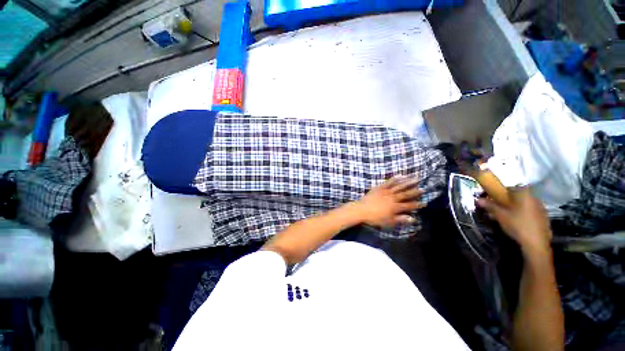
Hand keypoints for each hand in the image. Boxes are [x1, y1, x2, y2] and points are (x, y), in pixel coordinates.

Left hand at [355, 176, 424, 227]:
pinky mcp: (379, 187)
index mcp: (395, 207)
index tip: (425, 202)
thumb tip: (413, 219)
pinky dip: (395, 179)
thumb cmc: (374, 218)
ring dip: (408, 182)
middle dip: (415, 192)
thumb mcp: (388, 222)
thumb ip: (400, 220)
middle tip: (423, 188)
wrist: (361, 210)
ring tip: (415, 178)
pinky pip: (388, 182)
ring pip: (399, 186)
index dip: (417, 204)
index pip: (409, 206)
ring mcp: (386, 191)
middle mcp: (392, 198)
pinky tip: (400, 175)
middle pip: (406, 194)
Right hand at [476, 187, 551, 255]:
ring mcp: (540, 208)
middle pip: (516, 196)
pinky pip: (528, 212)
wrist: (536, 244)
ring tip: (503, 217)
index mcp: (524, 194)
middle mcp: (534, 198)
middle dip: (504, 201)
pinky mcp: (543, 218)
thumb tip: (478, 199)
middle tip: (495, 209)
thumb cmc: (517, 225)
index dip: (498, 192)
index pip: (508, 188)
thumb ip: (489, 205)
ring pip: (522, 205)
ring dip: (512, 208)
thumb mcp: (500, 215)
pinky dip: (520, 214)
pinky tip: (515, 223)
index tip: (490, 199)